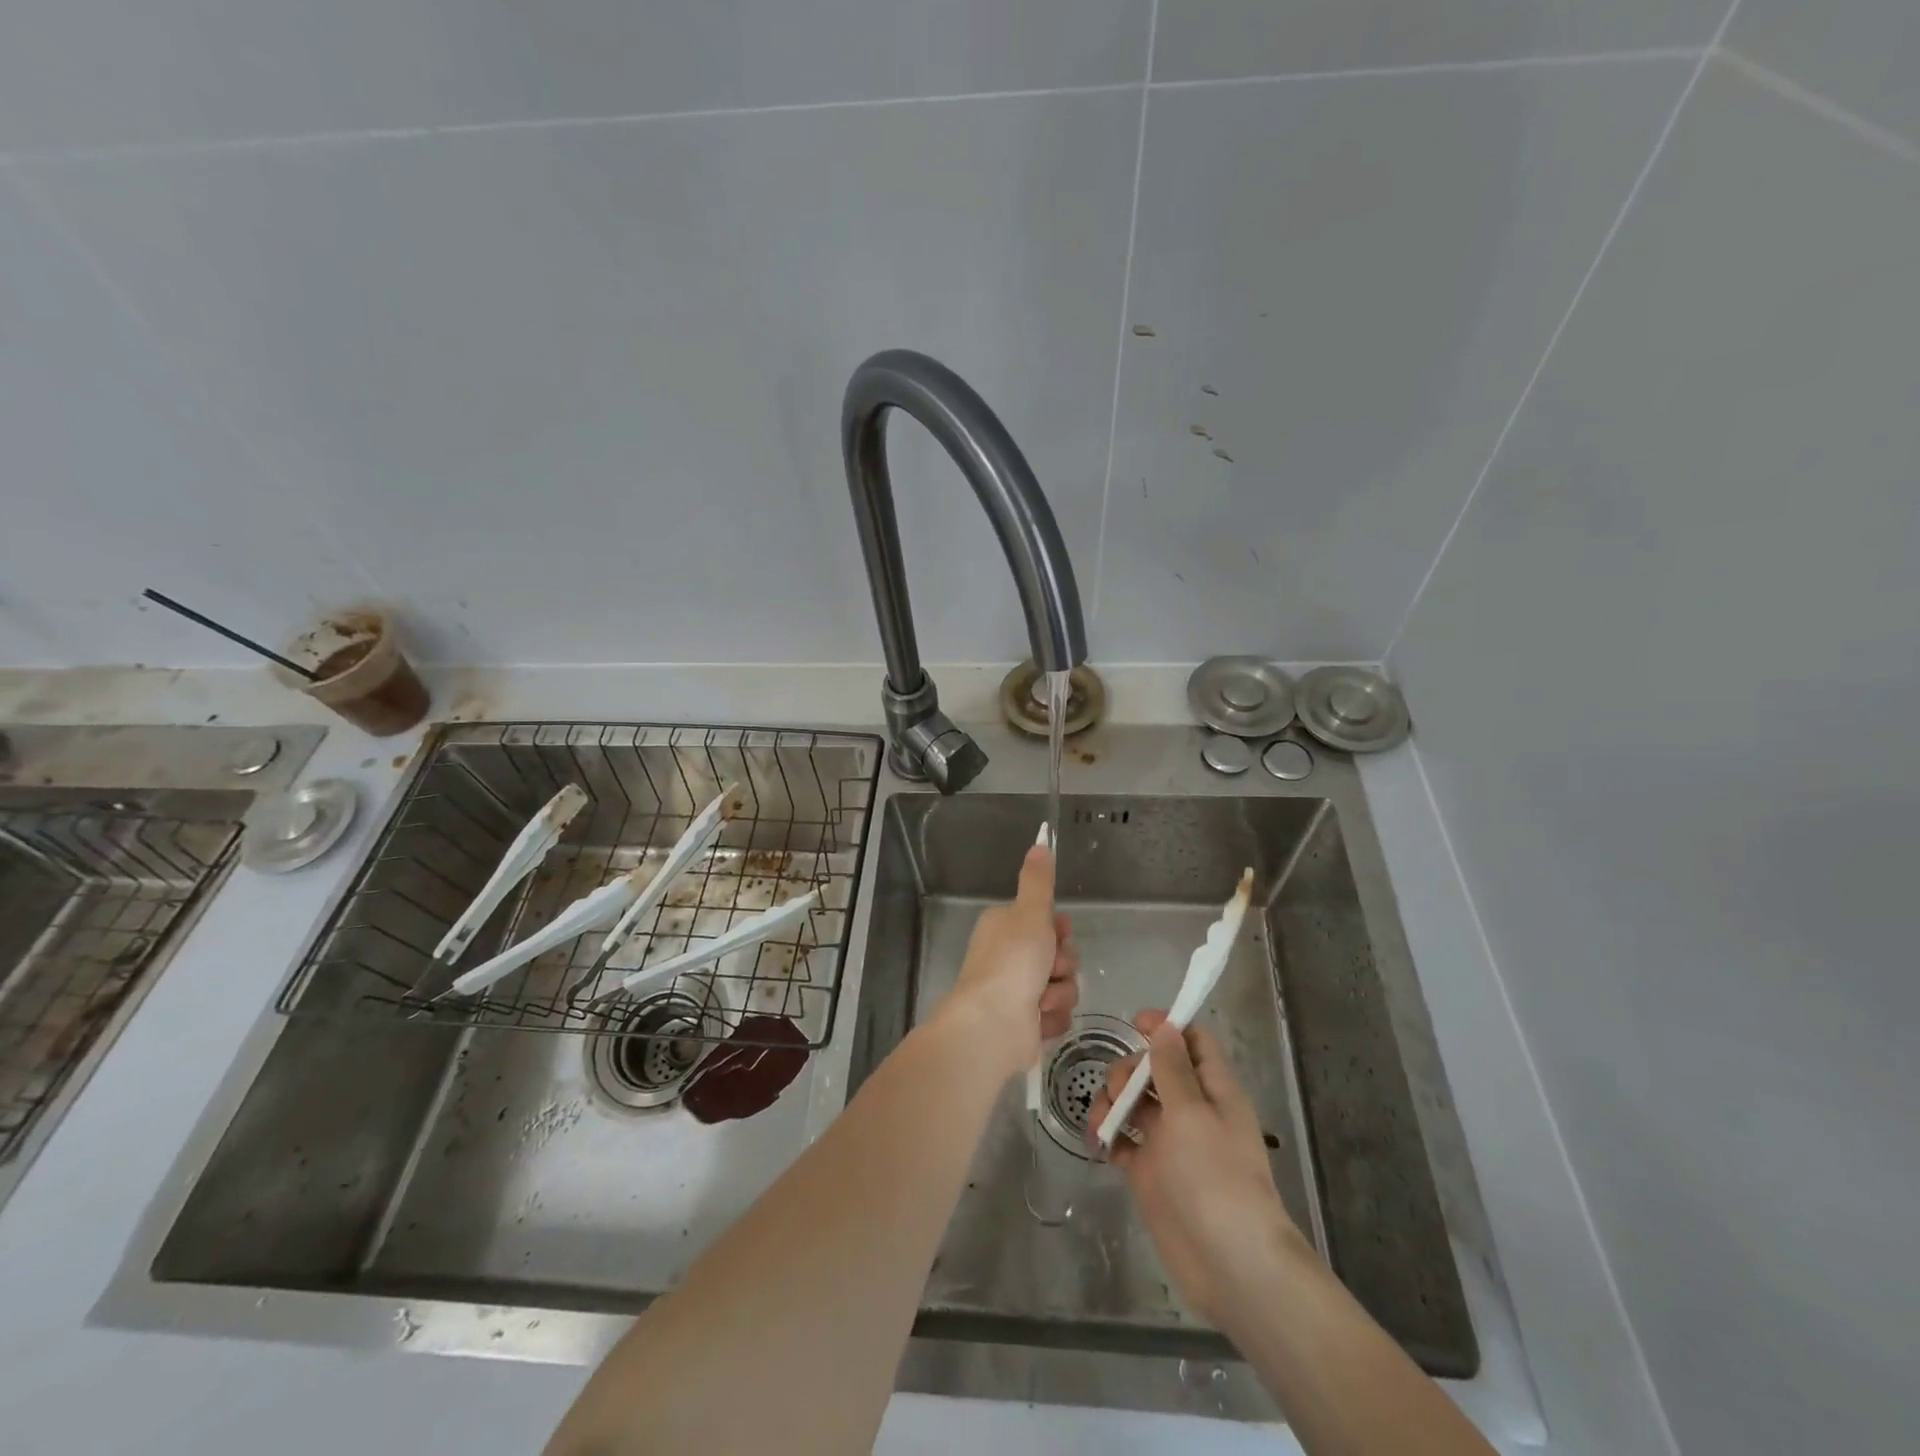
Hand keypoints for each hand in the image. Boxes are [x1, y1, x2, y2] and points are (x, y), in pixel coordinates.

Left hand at [941, 845, 1078, 1080]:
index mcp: (1004, 927)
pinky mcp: (1026, 1024)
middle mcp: (1009, 957)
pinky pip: (1057, 1015)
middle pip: (1059, 955)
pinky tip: (1038, 1020)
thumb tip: (1040, 842)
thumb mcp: (1030, 912)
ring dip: (1059, 993)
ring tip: (1041, 1000)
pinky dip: (1052, 1018)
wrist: (993, 1024)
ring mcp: (1017, 992)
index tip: (1058, 934)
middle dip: (1062, 964)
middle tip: (1049, 969)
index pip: (1046, 922)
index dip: (1059, 930)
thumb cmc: (1012, 962)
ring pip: (1063, 986)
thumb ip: (1038, 881)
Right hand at [1089, 1011, 1305, 1326]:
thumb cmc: (1216, 1179)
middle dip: (1129, 1069)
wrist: (1231, 1265)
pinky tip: (1097, 1142)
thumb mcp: (1193, 1114)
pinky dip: (1108, 1135)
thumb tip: (1165, 1026)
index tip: (1135, 1025)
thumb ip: (1173, 1068)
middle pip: (1154, 1068)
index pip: (1191, 1041)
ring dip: (1112, 1101)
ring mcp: (1168, 1143)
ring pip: (1134, 1102)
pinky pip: (1122, 1140)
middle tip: (1118, 1090)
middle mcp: (1191, 1110)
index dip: (1166, 1027)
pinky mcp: (1149, 1173)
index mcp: (1213, 1089)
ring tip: (1103, 1122)